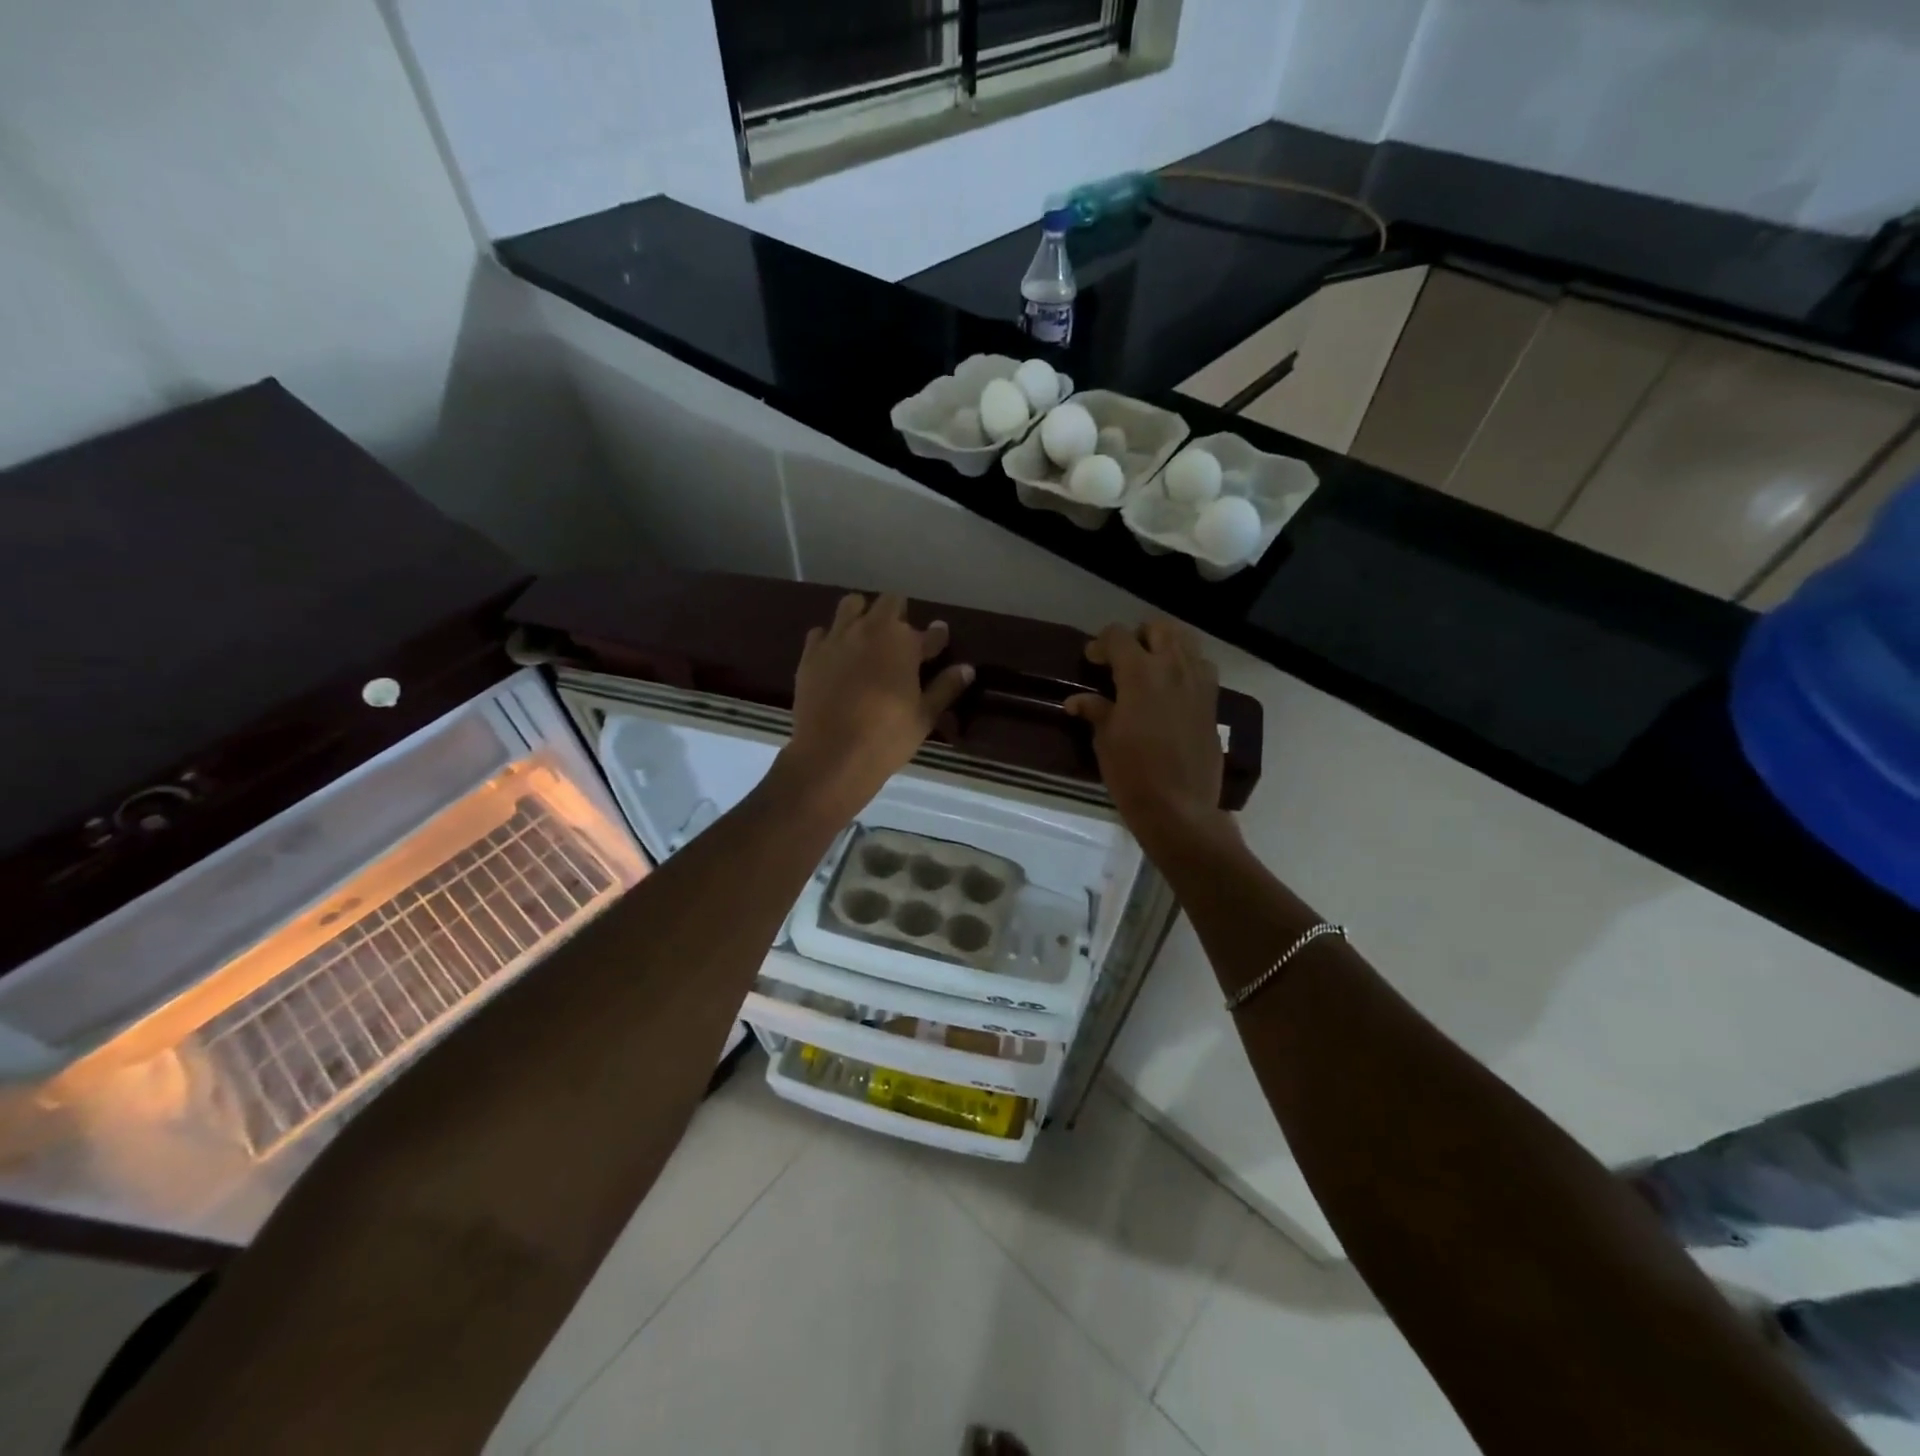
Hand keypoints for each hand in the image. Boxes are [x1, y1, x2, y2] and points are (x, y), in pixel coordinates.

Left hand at [777, 593, 973, 820]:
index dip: (937, 637)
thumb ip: (945, 688)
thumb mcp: (925, 716)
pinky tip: (837, 656)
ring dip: (863, 615)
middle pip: (890, 602)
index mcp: (904, 643)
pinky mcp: (810, 654)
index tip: (939, 641)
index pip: (930, 633)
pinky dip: (832, 638)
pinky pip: (822, 632)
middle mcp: (870, 630)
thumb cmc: (887, 736)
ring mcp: (837, 639)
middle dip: (899, 614)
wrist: (832, 754)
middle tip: (902, 639)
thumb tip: (967, 669)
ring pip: (851, 605)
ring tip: (867, 638)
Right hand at [1065, 621, 1231, 852]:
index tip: (1092, 661)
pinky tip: (1174, 688)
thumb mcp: (1105, 740)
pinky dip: (1187, 667)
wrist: (1179, 807)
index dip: (1101, 644)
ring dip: (1166, 646)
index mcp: (1140, 673)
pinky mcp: (1213, 703)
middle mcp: (1173, 668)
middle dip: (1138, 636)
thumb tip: (1077, 701)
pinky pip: (1203, 668)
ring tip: (1151, 668)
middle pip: (1159, 628)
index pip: (1118, 636)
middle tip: (1123, 658)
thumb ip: (1095, 711)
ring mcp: (1198, 683)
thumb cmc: (1133, 773)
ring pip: (1187, 642)